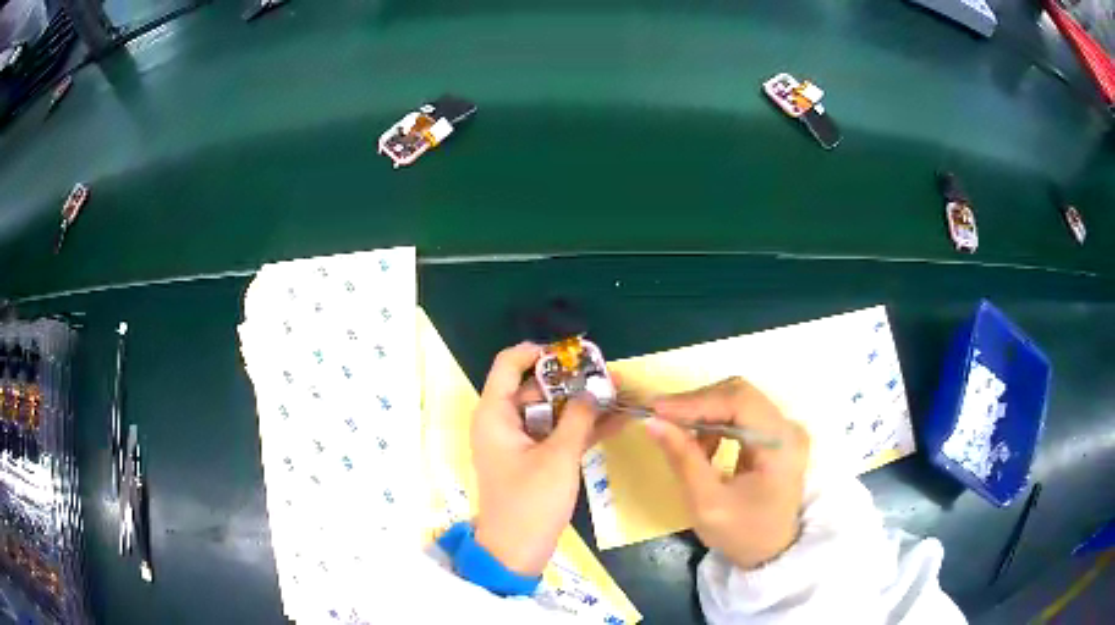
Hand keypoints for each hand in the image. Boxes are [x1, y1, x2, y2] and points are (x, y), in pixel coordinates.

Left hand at [470, 342, 624, 575]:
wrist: (516, 552)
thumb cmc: (530, 503)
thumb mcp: (558, 458)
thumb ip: (579, 418)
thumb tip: (596, 387)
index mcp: (495, 414)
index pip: (508, 364)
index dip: (538, 352)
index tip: (574, 353)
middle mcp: (503, 422)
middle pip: (535, 387)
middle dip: (573, 381)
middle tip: (610, 376)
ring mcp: (519, 441)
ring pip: (551, 411)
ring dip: (582, 405)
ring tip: (620, 393)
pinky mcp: (533, 459)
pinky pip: (556, 433)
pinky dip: (581, 427)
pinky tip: (617, 420)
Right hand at [645, 377, 809, 569]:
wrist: (772, 553)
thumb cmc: (742, 534)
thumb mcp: (706, 503)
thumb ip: (683, 459)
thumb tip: (653, 422)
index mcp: (781, 445)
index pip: (739, 402)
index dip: (696, 402)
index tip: (656, 409)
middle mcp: (789, 428)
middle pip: (740, 395)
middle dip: (697, 404)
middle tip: (661, 417)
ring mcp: (785, 430)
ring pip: (739, 400)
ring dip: (705, 413)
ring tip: (679, 437)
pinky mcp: (777, 435)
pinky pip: (742, 414)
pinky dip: (716, 423)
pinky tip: (703, 446)